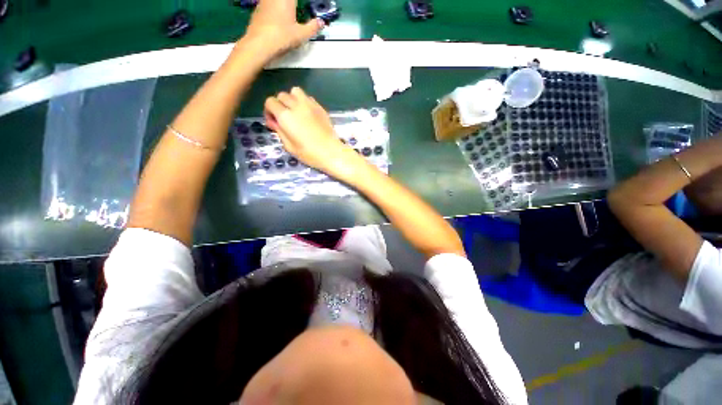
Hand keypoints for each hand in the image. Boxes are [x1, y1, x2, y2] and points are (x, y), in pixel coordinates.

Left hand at [241, 0, 323, 60]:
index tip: (300, 8)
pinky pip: (267, 5)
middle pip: (285, 1)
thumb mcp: (301, 35)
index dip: (298, 3)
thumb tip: (321, 22)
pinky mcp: (257, 11)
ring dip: (281, 6)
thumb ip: (312, 27)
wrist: (259, 45)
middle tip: (296, 10)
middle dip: (290, 5)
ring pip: (274, 2)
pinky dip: (273, 9)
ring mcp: (263, 2)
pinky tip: (276, 19)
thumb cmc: (282, 37)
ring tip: (288, 15)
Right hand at [264, 87, 353, 173]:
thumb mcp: (289, 146)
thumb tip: (273, 121)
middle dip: (279, 105)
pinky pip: (308, 97)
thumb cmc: (309, 154)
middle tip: (284, 119)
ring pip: (295, 91)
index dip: (269, 111)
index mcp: (285, 116)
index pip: (270, 102)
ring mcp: (310, 105)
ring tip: (295, 112)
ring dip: (292, 99)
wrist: (331, 153)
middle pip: (282, 95)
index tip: (274, 122)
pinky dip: (304, 102)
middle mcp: (296, 106)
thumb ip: (279, 130)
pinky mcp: (320, 107)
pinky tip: (307, 114)